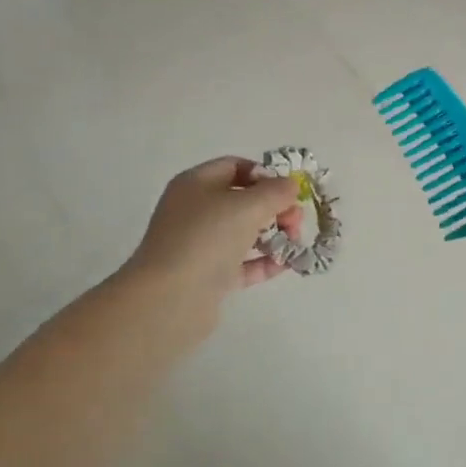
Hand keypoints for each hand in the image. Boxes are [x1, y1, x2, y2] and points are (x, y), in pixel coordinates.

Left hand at [123, 157, 304, 313]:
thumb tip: (290, 185)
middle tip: (296, 222)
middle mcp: (195, 210)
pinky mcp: (207, 276)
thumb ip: (275, 192)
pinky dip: (263, 262)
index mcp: (196, 184)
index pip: (235, 167)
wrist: (169, 300)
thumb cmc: (207, 238)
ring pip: (243, 232)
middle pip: (243, 200)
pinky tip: (286, 264)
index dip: (265, 174)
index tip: (289, 190)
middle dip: (275, 208)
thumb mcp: (248, 206)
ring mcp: (199, 245)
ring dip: (273, 235)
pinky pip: (241, 263)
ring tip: (295, 244)